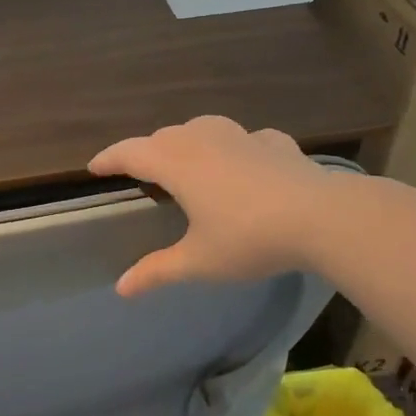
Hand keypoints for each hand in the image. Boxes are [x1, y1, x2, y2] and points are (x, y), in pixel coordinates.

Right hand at [88, 116, 335, 295]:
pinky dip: (233, 147)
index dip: (109, 158)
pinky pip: (243, 139)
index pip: (131, 153)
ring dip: (185, 140)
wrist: (321, 216)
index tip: (93, 167)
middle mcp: (204, 139)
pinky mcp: (275, 142)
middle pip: (163, 137)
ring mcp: (242, 136)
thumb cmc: (249, 238)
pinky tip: (244, 160)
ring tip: (185, 159)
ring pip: (201, 127)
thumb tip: (120, 288)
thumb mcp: (199, 261)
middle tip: (139, 171)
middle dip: (146, 151)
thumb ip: (157, 271)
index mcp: (177, 164)